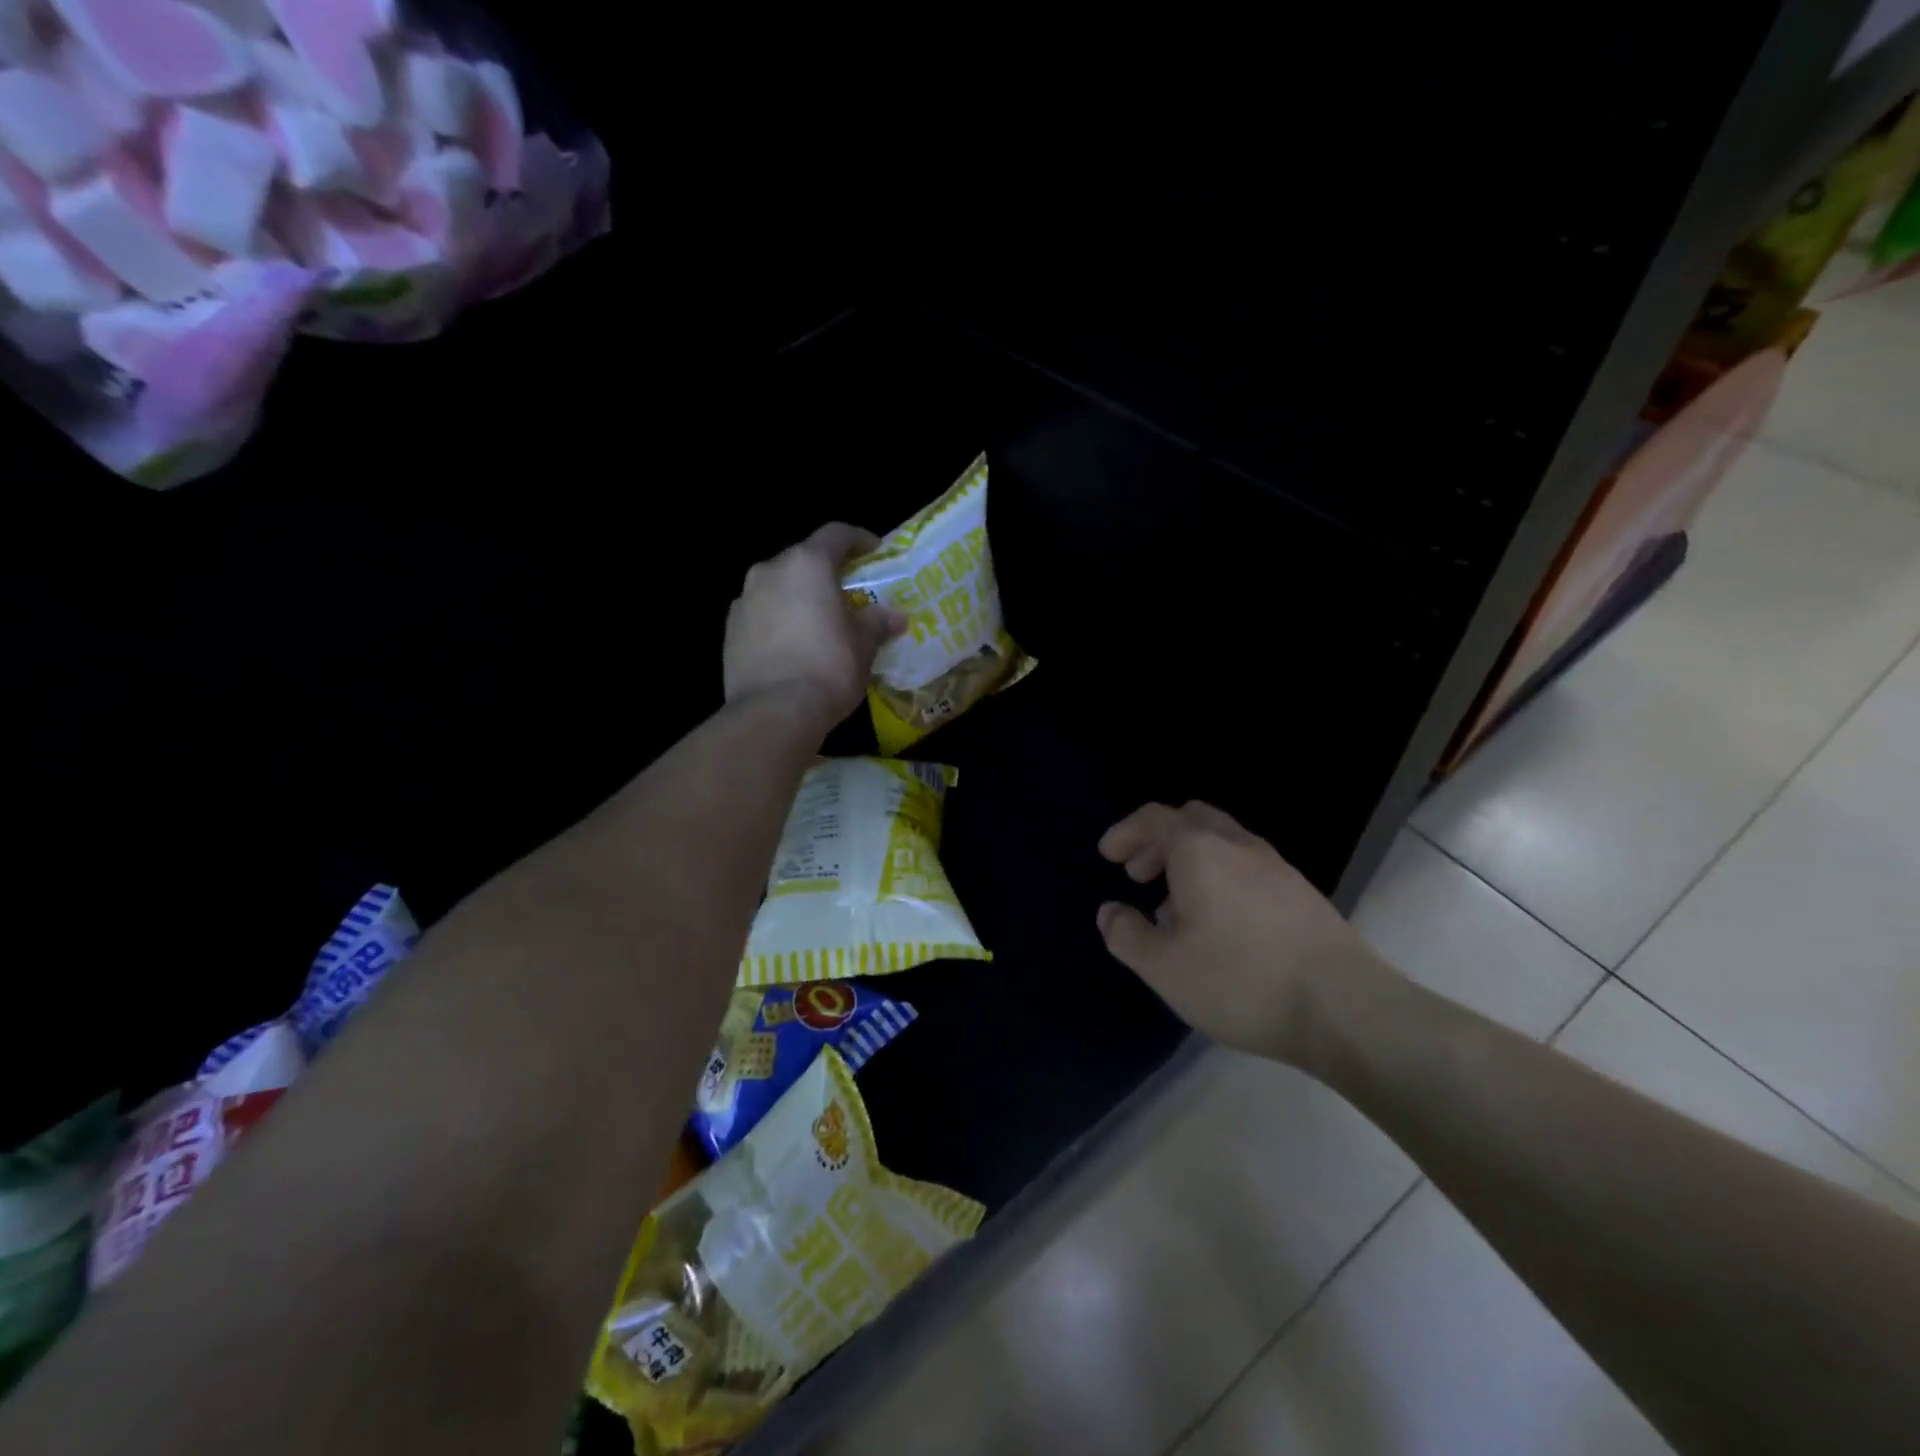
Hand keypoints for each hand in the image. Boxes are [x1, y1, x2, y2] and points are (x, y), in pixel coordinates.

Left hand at [724, 523, 904, 728]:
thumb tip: (896, 616)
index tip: (875, 552)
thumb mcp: (864, 645)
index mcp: (807, 564)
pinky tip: (794, 647)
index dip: (859, 539)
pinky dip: (779, 621)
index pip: (836, 534)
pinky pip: (762, 615)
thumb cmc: (828, 668)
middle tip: (848, 595)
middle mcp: (770, 571)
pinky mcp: (729, 631)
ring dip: (799, 598)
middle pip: (803, 560)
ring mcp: (744, 600)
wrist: (773, 712)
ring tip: (819, 624)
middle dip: (827, 573)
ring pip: (778, 587)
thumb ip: (878, 623)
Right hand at [1096, 801, 1401, 1064]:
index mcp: (1200, 850)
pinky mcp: (1301, 894)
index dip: (1125, 832)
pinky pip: (1246, 866)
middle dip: (1158, 841)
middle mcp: (1238, 846)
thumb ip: (1127, 935)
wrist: (1346, 1008)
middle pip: (1191, 820)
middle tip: (1138, 874)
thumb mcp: (1164, 967)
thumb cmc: (1241, 980)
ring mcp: (1276, 867)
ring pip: (1222, 842)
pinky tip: (1219, 925)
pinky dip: (1219, 877)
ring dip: (1190, 860)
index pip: (1154, 819)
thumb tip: (1110, 912)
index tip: (1107, 856)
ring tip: (1175, 907)